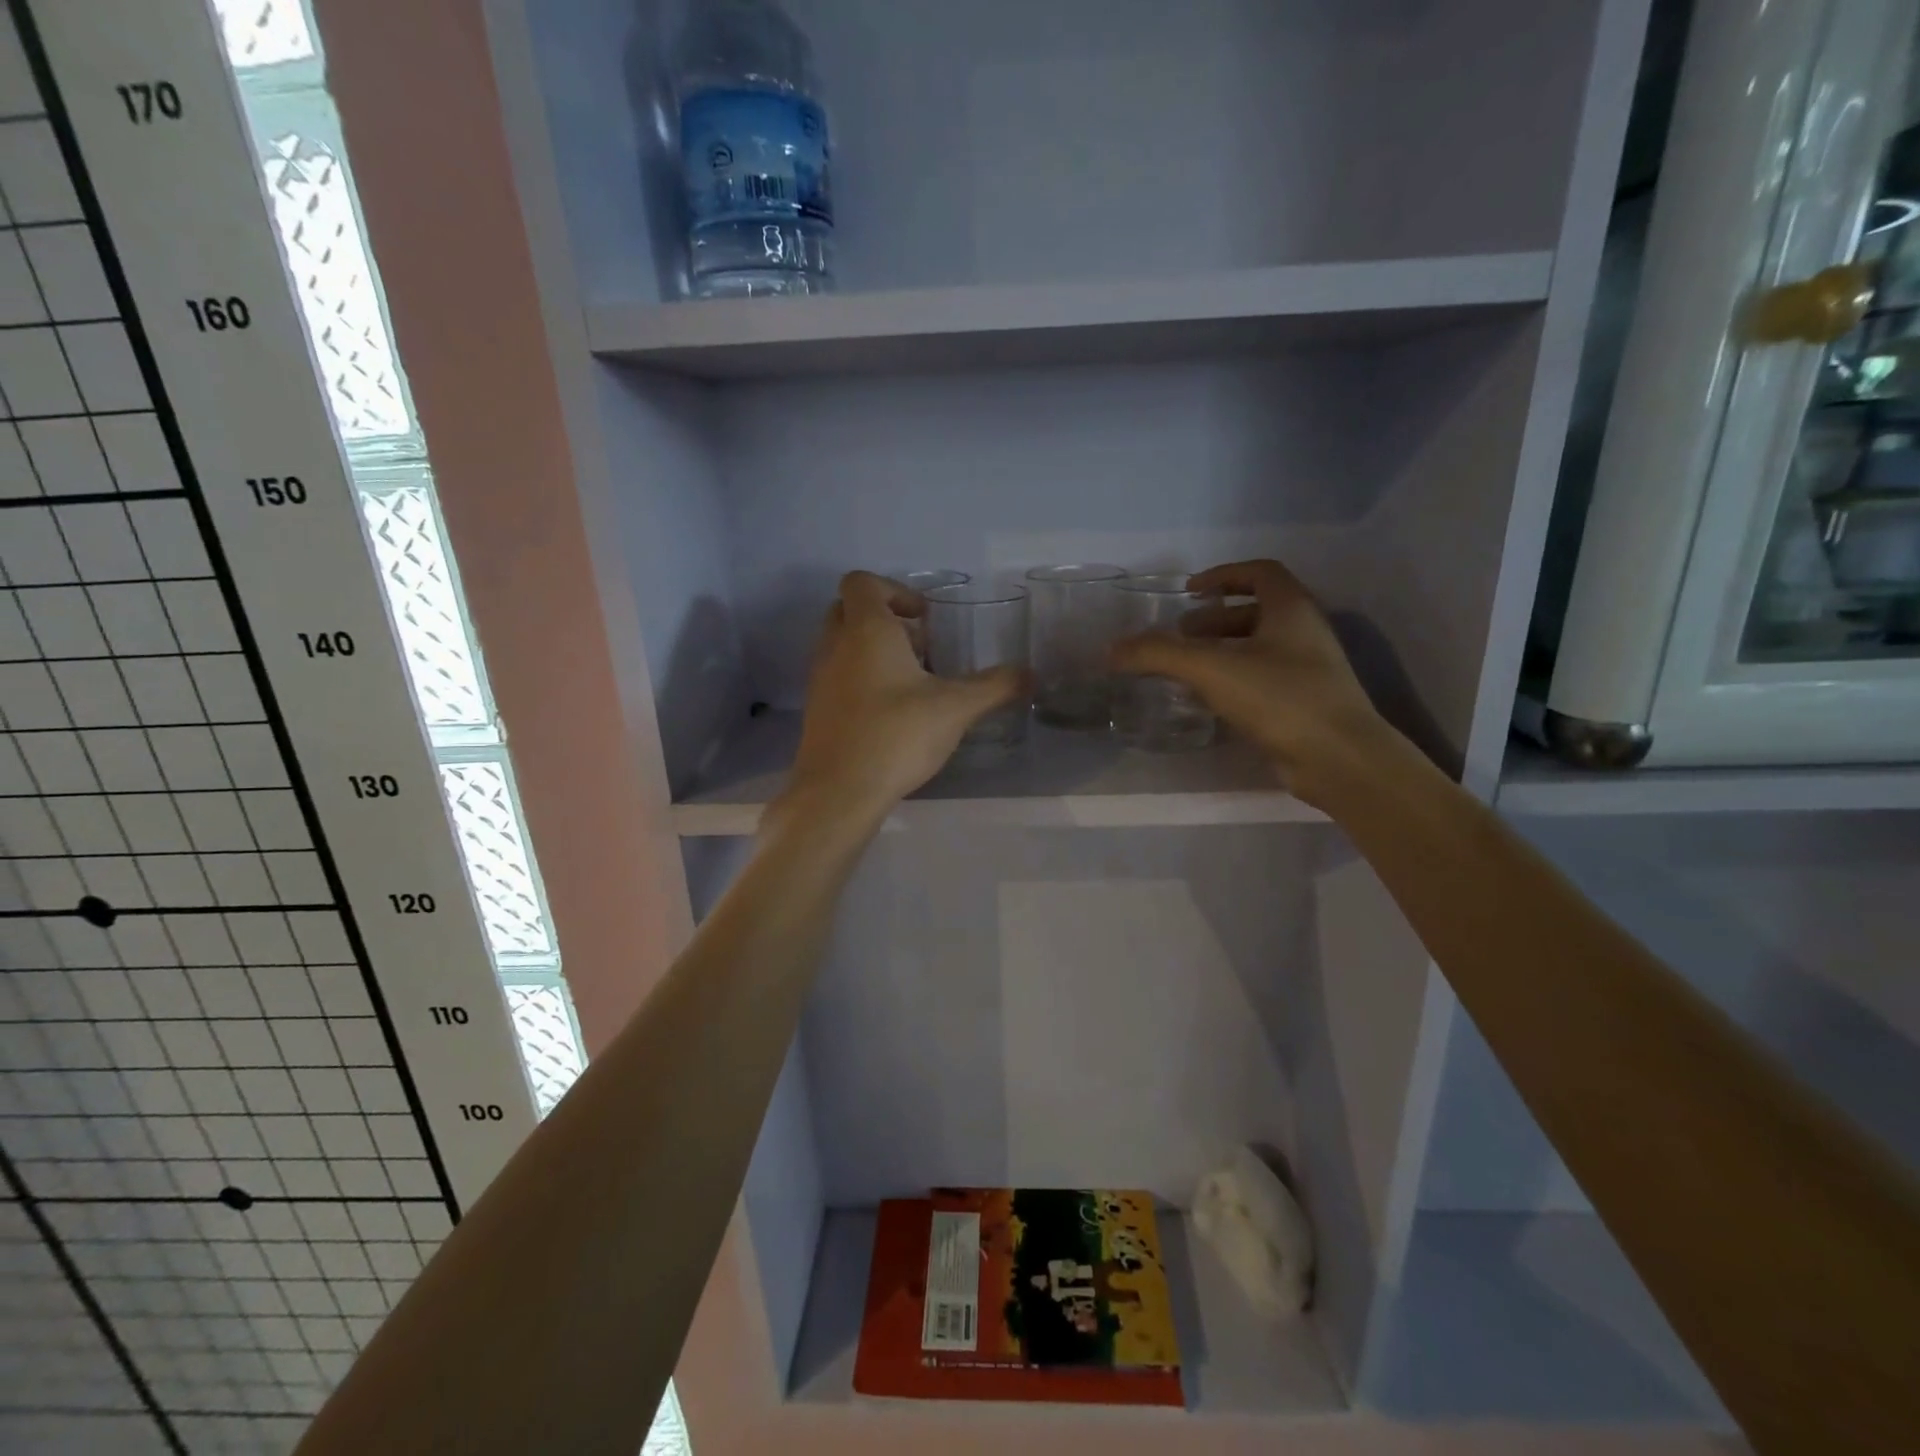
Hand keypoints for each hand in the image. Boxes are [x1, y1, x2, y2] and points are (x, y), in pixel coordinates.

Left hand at [777, 572, 1025, 827]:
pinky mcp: (817, 710)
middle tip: (921, 648)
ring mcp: (820, 678)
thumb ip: (995, 686)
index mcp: (865, 630)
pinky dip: (861, 680)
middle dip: (885, 620)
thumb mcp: (956, 708)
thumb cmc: (896, 735)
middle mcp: (835, 646)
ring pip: (842, 645)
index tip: (925, 618)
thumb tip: (1031, 674)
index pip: (862, 582)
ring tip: (912, 684)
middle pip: (850, 610)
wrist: (839, 791)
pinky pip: (837, 677)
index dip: (895, 590)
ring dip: (873, 651)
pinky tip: (892, 714)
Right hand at [1111, 559, 1393, 804]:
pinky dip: (1232, 681)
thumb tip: (1111, 649)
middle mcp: (1304, 632)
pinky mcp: (1303, 704)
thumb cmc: (1280, 697)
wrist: (1338, 758)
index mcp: (1291, 608)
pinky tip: (1207, 700)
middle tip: (1179, 635)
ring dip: (1221, 651)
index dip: (1223, 574)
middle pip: (1256, 611)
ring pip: (1258, 648)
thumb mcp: (1211, 668)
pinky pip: (1262, 680)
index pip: (1260, 572)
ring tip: (1185, 669)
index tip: (1190, 591)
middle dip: (1213, 619)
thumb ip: (1159, 654)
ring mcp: (1308, 670)